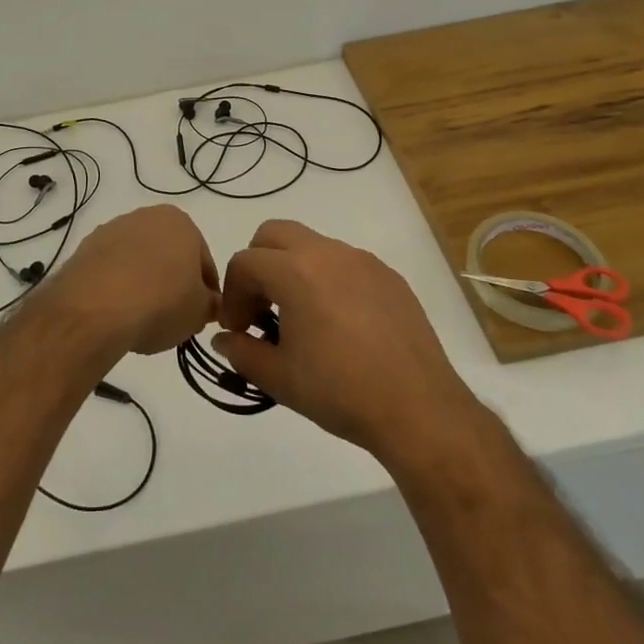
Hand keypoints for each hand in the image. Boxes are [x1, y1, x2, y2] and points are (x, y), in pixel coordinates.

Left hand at [51, 205, 219, 355]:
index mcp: (180, 222)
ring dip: (142, 283)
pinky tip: (116, 312)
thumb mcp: (199, 312)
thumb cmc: (160, 302)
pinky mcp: (85, 248)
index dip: (206, 291)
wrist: (95, 308)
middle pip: (168, 255)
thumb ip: (210, 304)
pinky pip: (111, 270)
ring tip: (141, 318)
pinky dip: (116, 287)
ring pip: (137, 260)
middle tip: (173, 317)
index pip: (203, 260)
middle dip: (172, 282)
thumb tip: (208, 304)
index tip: (201, 315)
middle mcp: (145, 216)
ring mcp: (111, 230)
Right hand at [212, 220, 476, 460]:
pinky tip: (340, 324)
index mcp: (295, 271)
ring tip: (301, 318)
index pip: (244, 262)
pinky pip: (346, 263)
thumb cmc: (340, 391)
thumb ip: (243, 352)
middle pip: (275, 234)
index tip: (239, 331)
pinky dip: (328, 280)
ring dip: (294, 270)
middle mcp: (328, 253)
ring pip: (312, 245)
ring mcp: (363, 261)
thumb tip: (225, 340)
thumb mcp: (279, 378)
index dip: (233, 295)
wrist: (418, 408)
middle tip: (261, 309)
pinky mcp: (389, 277)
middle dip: (258, 265)